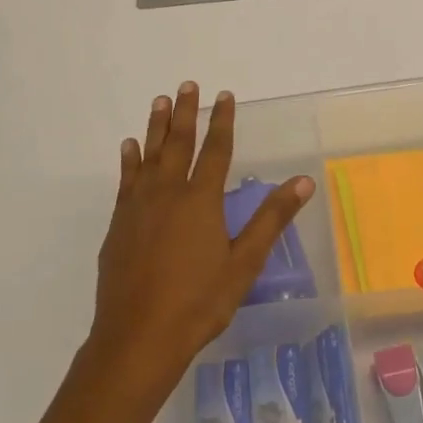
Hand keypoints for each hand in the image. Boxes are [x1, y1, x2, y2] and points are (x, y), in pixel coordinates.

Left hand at [93, 82, 313, 381]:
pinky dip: (129, 160)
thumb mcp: (244, 263)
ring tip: (159, 101)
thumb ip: (271, 219)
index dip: (223, 121)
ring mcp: (139, 207)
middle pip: (178, 143)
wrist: (138, 337)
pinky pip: (126, 180)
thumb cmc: (198, 303)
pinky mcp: (119, 224)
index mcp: (201, 201)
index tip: (225, 96)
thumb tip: (302, 181)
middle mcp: (168, 194)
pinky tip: (130, 148)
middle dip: (185, 112)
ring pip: (149, 156)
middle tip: (187, 85)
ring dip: (155, 127)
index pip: (216, 150)